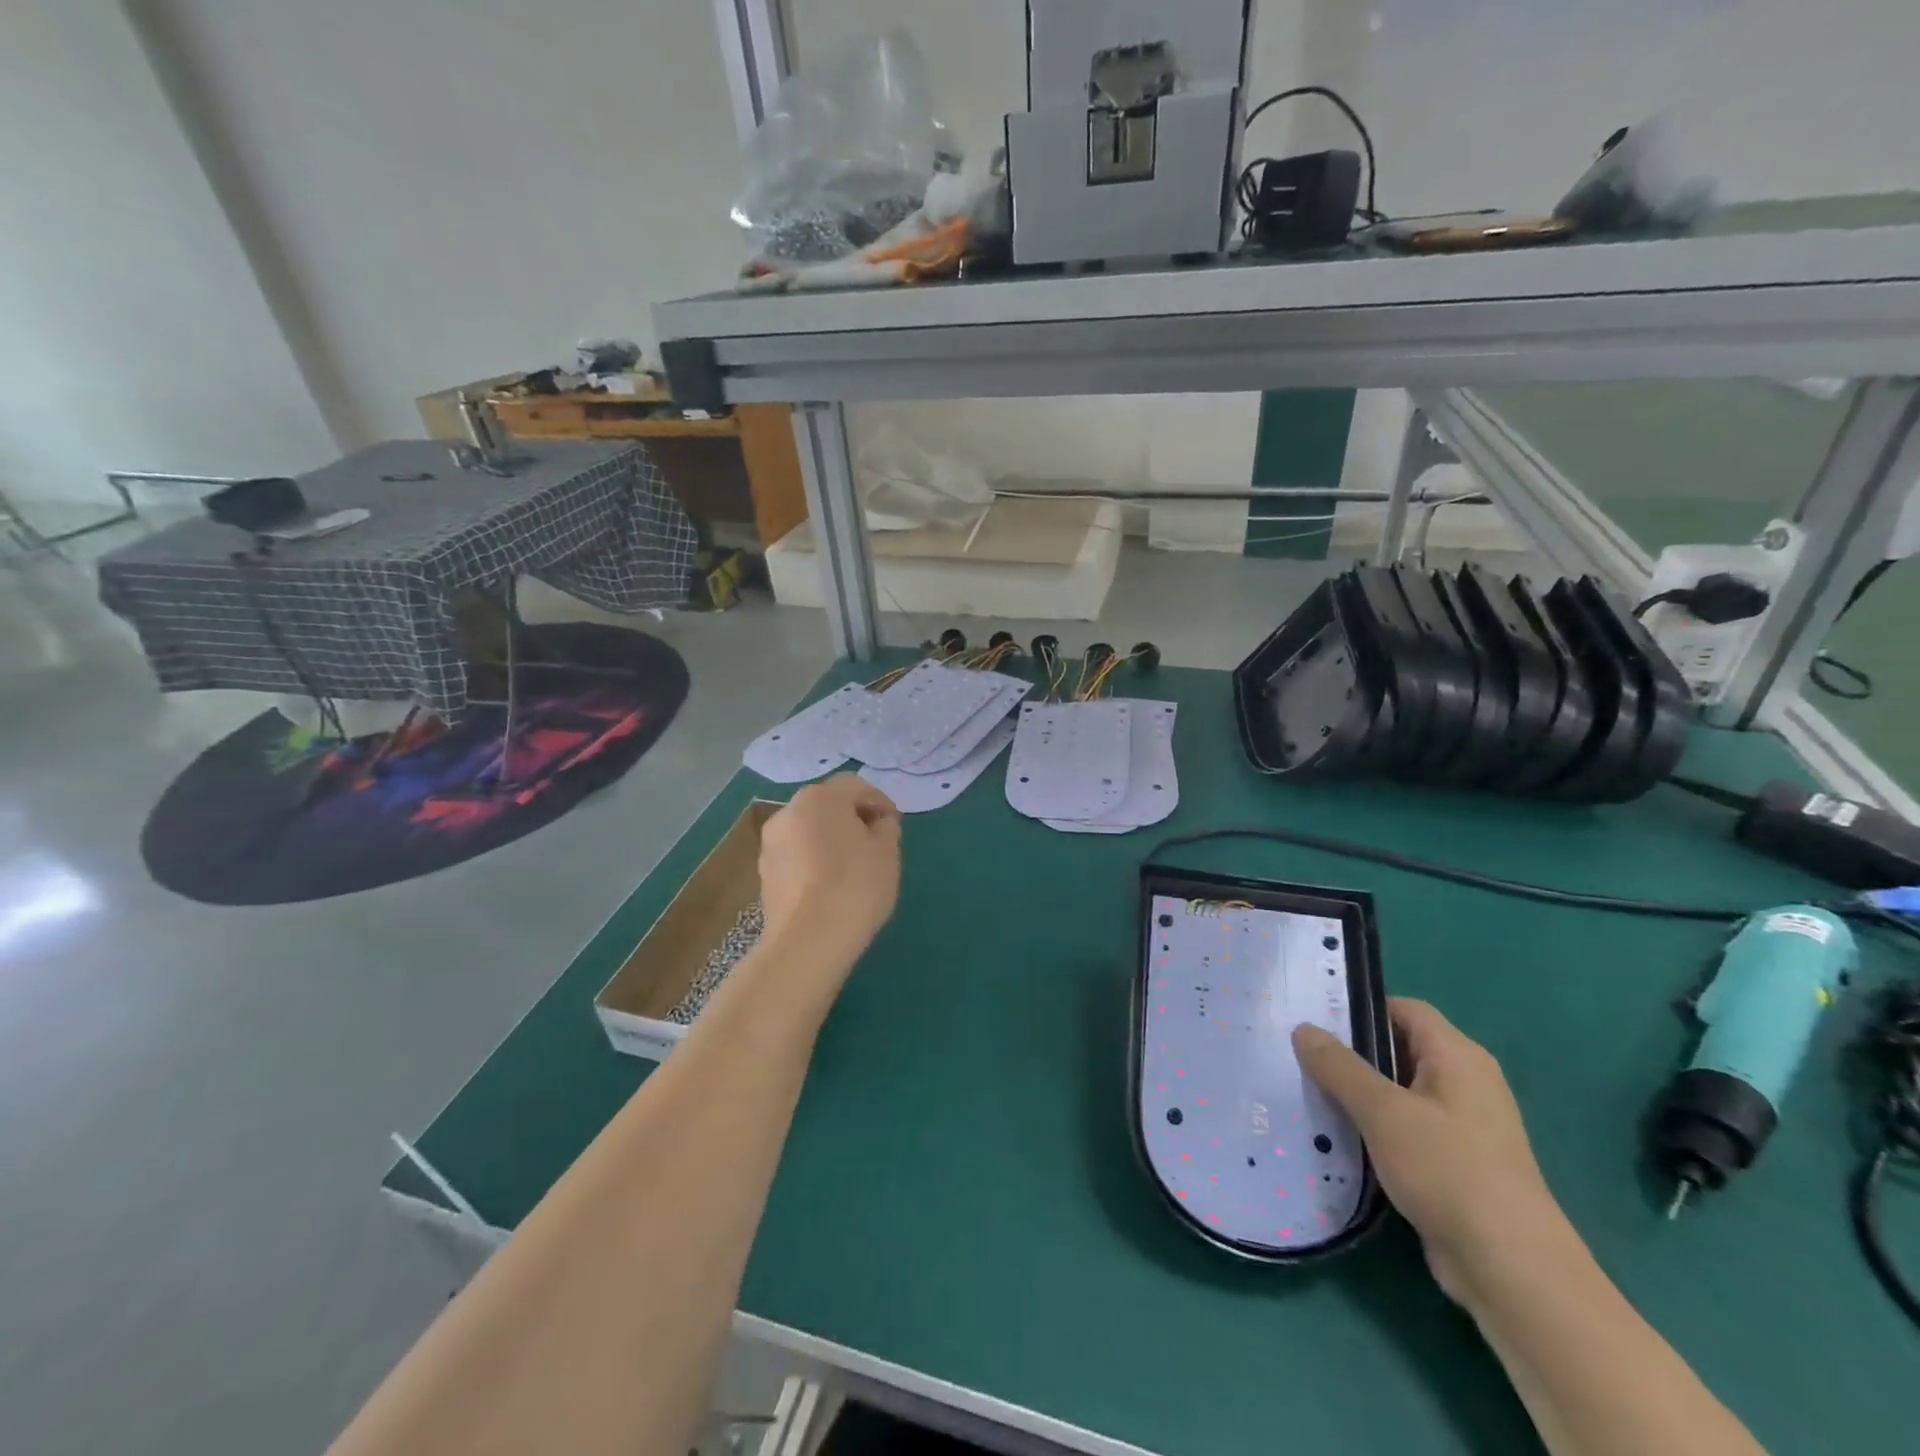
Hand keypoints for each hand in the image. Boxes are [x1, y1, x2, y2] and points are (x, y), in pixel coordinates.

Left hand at [757, 775, 901, 974]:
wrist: (808, 941)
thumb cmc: (855, 885)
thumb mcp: (887, 852)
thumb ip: (886, 827)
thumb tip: (877, 822)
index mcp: (820, 797)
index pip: (855, 786)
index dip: (879, 802)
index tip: (894, 826)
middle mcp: (788, 811)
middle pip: (827, 805)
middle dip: (852, 819)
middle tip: (875, 844)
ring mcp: (771, 843)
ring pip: (808, 830)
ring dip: (830, 839)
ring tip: (852, 868)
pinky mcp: (764, 873)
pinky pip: (796, 855)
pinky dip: (813, 861)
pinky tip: (829, 886)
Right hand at [1294, 998, 1575, 1304]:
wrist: (1512, 1272)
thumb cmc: (1450, 1171)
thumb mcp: (1383, 1111)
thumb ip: (1340, 1066)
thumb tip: (1304, 1028)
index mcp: (1458, 1057)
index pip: (1403, 1009)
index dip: (1359, 1007)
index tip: (1311, 1016)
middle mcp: (1464, 1084)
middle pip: (1397, 1049)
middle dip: (1348, 1053)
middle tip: (1295, 1053)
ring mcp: (1461, 1127)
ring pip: (1396, 1093)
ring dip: (1355, 1095)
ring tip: (1304, 1092)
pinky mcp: (1452, 1165)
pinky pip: (1403, 1130)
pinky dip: (1371, 1130)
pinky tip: (1334, 1138)